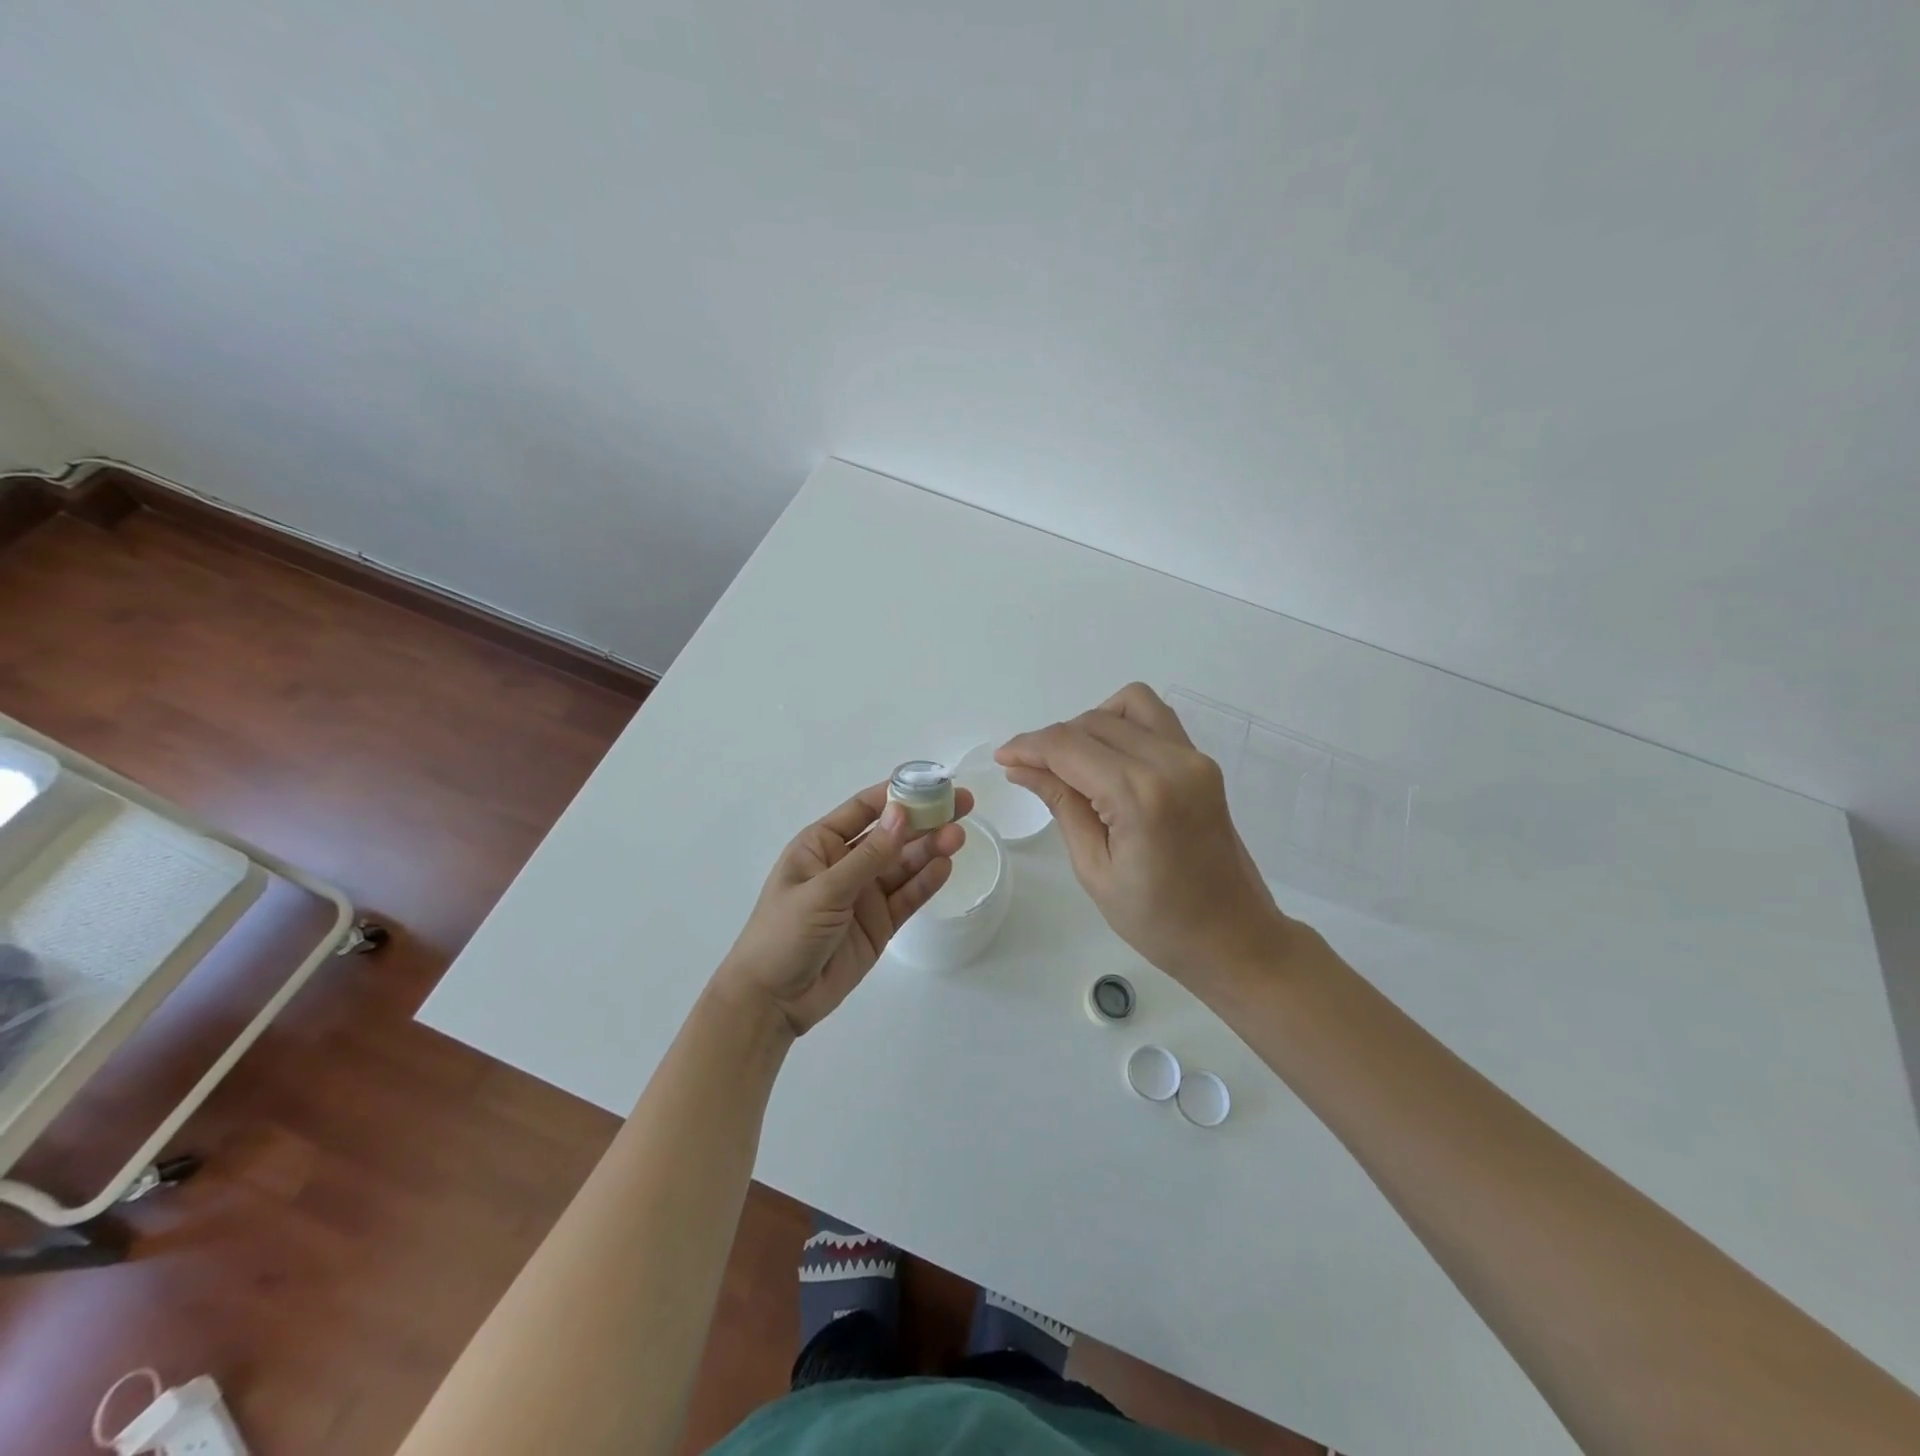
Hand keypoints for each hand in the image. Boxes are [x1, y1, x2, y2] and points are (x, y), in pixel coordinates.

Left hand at [716, 782, 972, 1034]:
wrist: (772, 1001)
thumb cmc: (784, 933)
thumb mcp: (824, 890)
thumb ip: (868, 856)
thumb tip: (902, 813)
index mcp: (822, 845)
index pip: (864, 809)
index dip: (897, 794)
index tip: (932, 783)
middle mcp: (846, 864)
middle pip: (892, 835)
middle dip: (924, 820)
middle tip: (962, 805)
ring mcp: (864, 895)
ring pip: (904, 865)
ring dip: (930, 849)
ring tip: (958, 836)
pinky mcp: (879, 924)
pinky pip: (907, 897)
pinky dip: (926, 882)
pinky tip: (945, 867)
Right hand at [997, 683, 1295, 986]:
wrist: (1233, 937)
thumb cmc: (1158, 921)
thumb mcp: (1094, 869)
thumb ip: (1061, 805)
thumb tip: (1021, 767)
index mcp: (1140, 796)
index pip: (1069, 746)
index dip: (1028, 747)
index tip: (1003, 759)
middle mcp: (1171, 762)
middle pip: (1093, 721)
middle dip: (1053, 740)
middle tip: (1030, 772)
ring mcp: (1193, 757)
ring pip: (1128, 704)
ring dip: (1090, 724)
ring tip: (1073, 764)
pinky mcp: (1203, 762)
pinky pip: (1156, 719)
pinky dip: (1123, 724)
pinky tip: (1107, 760)